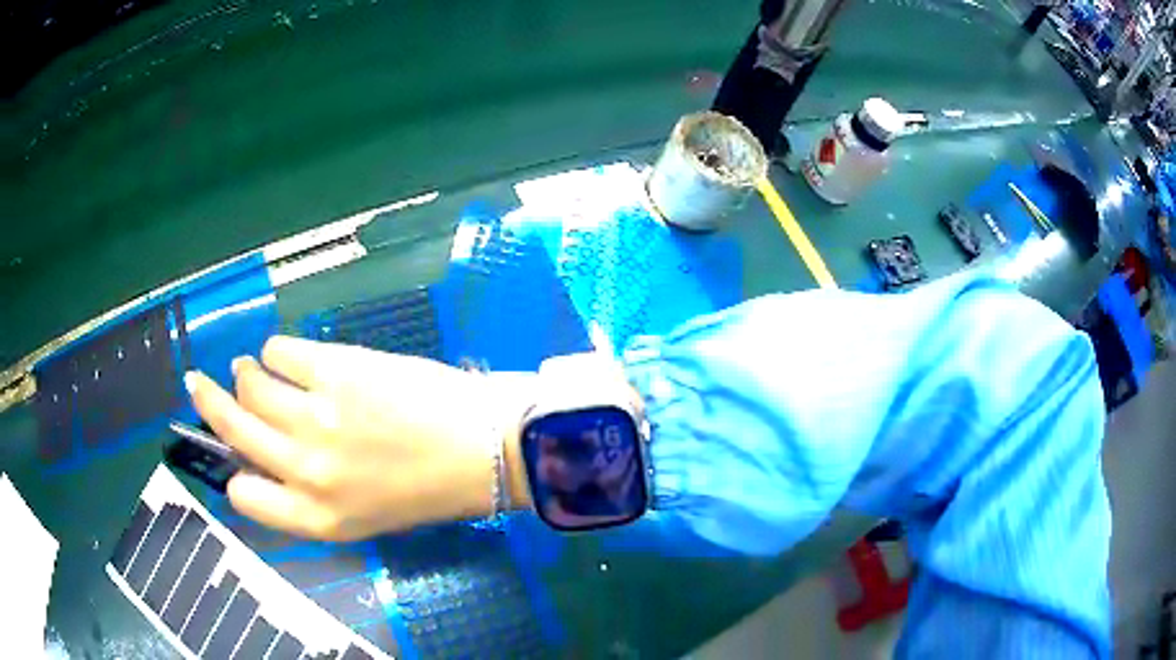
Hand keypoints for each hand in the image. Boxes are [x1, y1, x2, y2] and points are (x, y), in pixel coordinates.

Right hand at [185, 336, 533, 540]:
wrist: (485, 449)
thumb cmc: (429, 489)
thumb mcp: (363, 513)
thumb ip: (313, 493)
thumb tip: (270, 451)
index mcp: (317, 518)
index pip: (245, 497)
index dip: (234, 471)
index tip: (234, 452)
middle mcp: (306, 471)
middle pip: (233, 429)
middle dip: (210, 403)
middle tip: (199, 383)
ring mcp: (317, 418)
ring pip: (250, 384)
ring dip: (245, 373)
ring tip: (252, 368)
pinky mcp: (336, 370)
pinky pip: (281, 351)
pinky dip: (277, 351)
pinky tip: (286, 355)